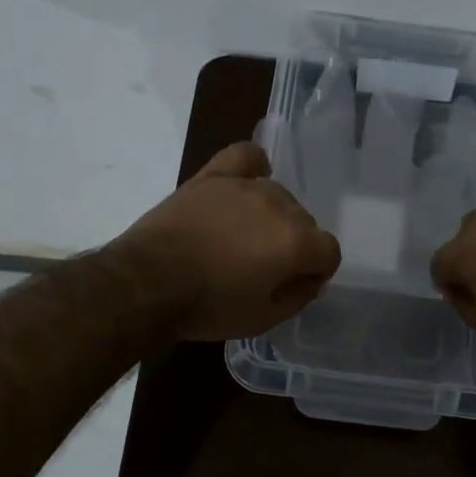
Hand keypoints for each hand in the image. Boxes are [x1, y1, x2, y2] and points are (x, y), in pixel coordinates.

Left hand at [110, 142, 341, 340]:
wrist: (146, 283)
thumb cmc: (208, 307)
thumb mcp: (263, 319)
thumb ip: (299, 296)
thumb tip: (311, 279)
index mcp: (296, 242)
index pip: (328, 251)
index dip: (316, 272)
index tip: (294, 285)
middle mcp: (280, 206)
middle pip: (305, 222)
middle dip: (293, 245)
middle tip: (262, 269)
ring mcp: (246, 186)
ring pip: (279, 195)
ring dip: (271, 217)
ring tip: (242, 239)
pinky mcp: (214, 176)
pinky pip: (246, 157)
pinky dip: (253, 168)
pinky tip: (246, 183)